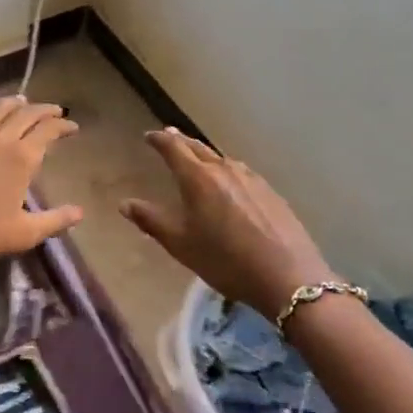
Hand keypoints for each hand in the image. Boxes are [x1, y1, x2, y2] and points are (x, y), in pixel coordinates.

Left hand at [0, 98, 82, 273]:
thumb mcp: (23, 234)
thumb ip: (54, 220)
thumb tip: (80, 212)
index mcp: (21, 158)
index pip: (48, 131)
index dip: (63, 126)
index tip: (72, 127)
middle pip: (25, 115)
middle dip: (43, 110)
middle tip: (54, 111)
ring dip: (11, 103)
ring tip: (20, 101)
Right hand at [120, 129, 337, 323]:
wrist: (288, 276)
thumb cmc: (225, 260)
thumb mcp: (181, 245)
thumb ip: (151, 221)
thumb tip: (125, 204)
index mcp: (198, 178)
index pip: (174, 148)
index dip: (159, 140)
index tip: (149, 136)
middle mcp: (224, 169)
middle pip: (199, 148)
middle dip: (181, 141)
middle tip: (169, 136)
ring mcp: (252, 179)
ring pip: (222, 159)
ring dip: (205, 155)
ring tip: (197, 158)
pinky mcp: (270, 192)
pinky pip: (241, 173)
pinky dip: (226, 170)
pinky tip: (229, 182)